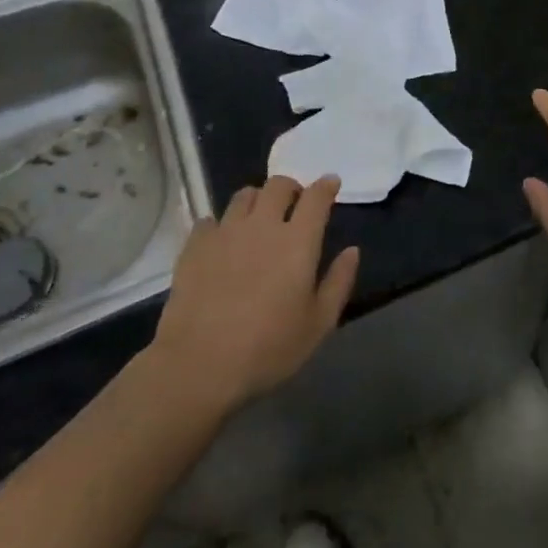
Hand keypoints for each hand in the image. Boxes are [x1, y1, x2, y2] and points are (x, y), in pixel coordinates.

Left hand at [152, 175, 359, 411]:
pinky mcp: (195, 246)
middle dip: (291, 188)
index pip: (316, 197)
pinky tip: (223, 243)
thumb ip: (339, 282)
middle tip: (295, 204)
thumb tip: (352, 250)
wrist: (198, 365)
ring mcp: (225, 232)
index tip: (331, 183)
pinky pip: (210, 220)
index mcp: (297, 241)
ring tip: (259, 219)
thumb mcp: (318, 324)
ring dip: (258, 200)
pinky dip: (221, 225)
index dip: (326, 186)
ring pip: (244, 196)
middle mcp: (262, 225)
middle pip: (278, 185)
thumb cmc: (268, 348)